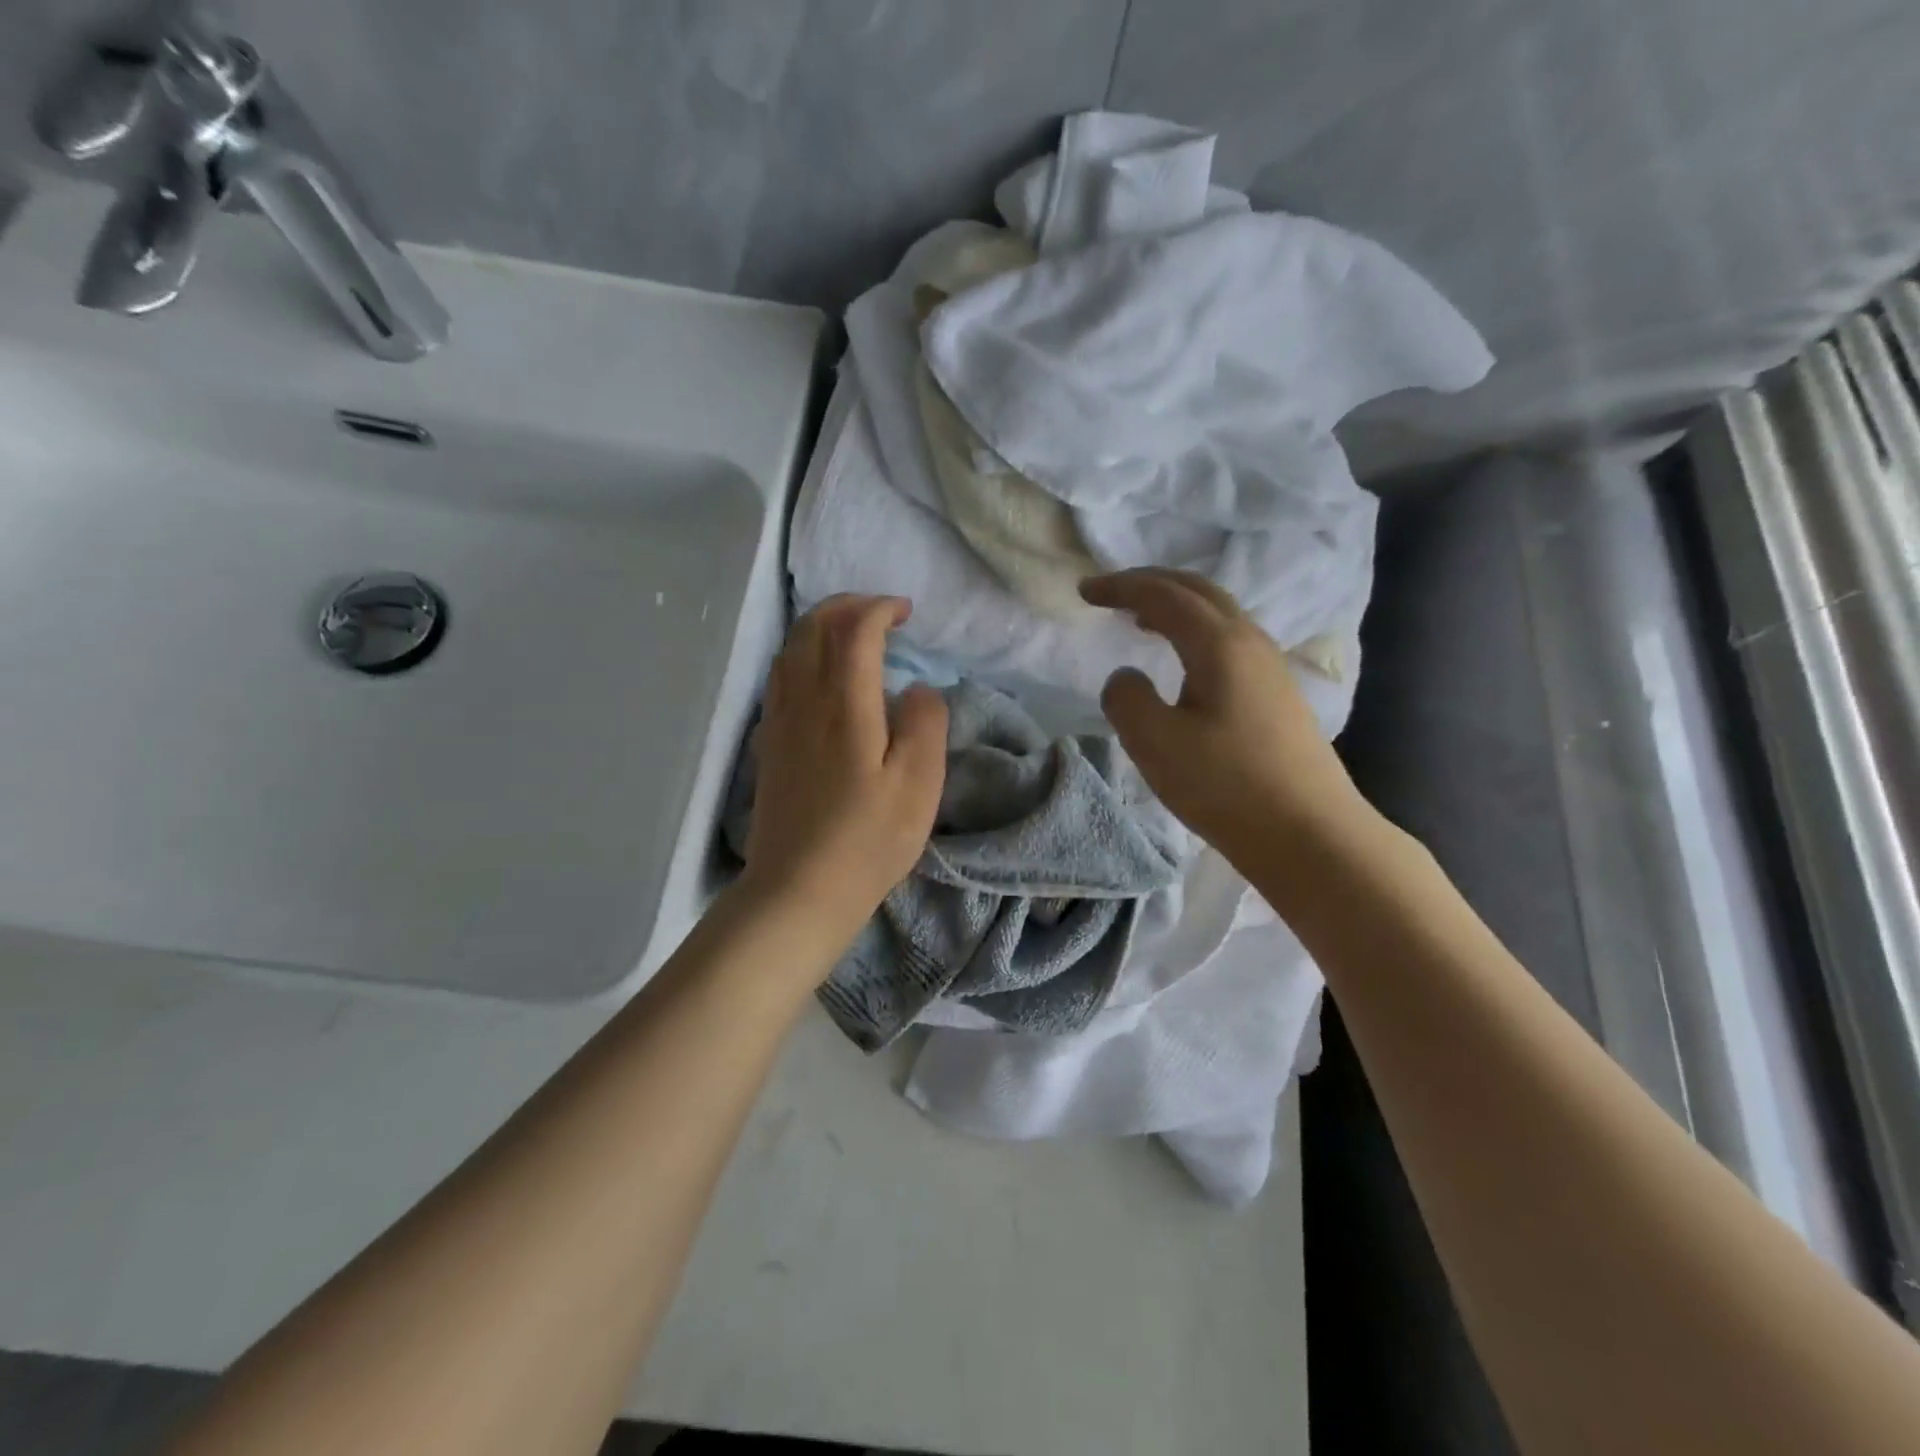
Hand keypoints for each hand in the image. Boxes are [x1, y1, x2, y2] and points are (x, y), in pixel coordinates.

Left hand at [737, 595, 948, 948]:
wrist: (799, 889)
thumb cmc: (868, 839)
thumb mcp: (919, 783)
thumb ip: (926, 722)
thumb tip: (916, 688)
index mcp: (845, 703)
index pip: (855, 629)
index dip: (880, 609)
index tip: (906, 612)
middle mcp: (804, 700)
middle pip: (814, 627)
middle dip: (847, 605)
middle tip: (880, 612)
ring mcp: (779, 721)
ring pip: (791, 648)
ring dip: (821, 626)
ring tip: (852, 634)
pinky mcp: (769, 743)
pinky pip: (779, 676)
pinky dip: (801, 654)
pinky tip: (819, 674)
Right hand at [1081, 569, 1368, 865]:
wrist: (1308, 833)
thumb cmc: (1226, 785)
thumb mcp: (1156, 743)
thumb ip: (1126, 699)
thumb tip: (1126, 677)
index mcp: (1220, 644)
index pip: (1163, 595)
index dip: (1120, 586)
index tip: (1084, 591)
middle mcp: (1250, 642)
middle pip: (1198, 590)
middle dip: (1150, 583)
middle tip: (1111, 591)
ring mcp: (1270, 667)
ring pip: (1218, 614)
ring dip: (1175, 606)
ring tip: (1141, 620)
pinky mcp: (1277, 694)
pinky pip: (1229, 640)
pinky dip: (1195, 631)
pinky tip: (1184, 661)